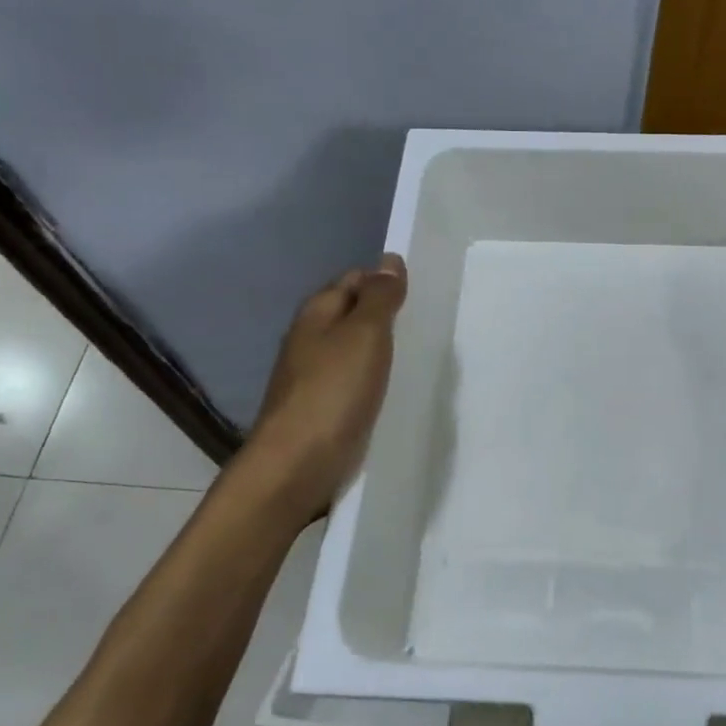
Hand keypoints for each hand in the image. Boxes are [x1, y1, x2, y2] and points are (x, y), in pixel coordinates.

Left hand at [240, 253, 407, 518]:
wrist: (298, 465)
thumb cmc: (333, 391)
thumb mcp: (364, 335)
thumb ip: (380, 298)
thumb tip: (390, 260)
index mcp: (317, 314)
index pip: (354, 280)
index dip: (384, 281)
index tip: (422, 293)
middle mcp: (311, 340)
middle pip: (353, 315)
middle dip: (386, 317)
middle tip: (427, 323)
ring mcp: (314, 377)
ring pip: (355, 351)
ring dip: (381, 351)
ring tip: (420, 354)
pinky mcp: (324, 409)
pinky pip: (355, 383)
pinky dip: (375, 381)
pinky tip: (397, 390)